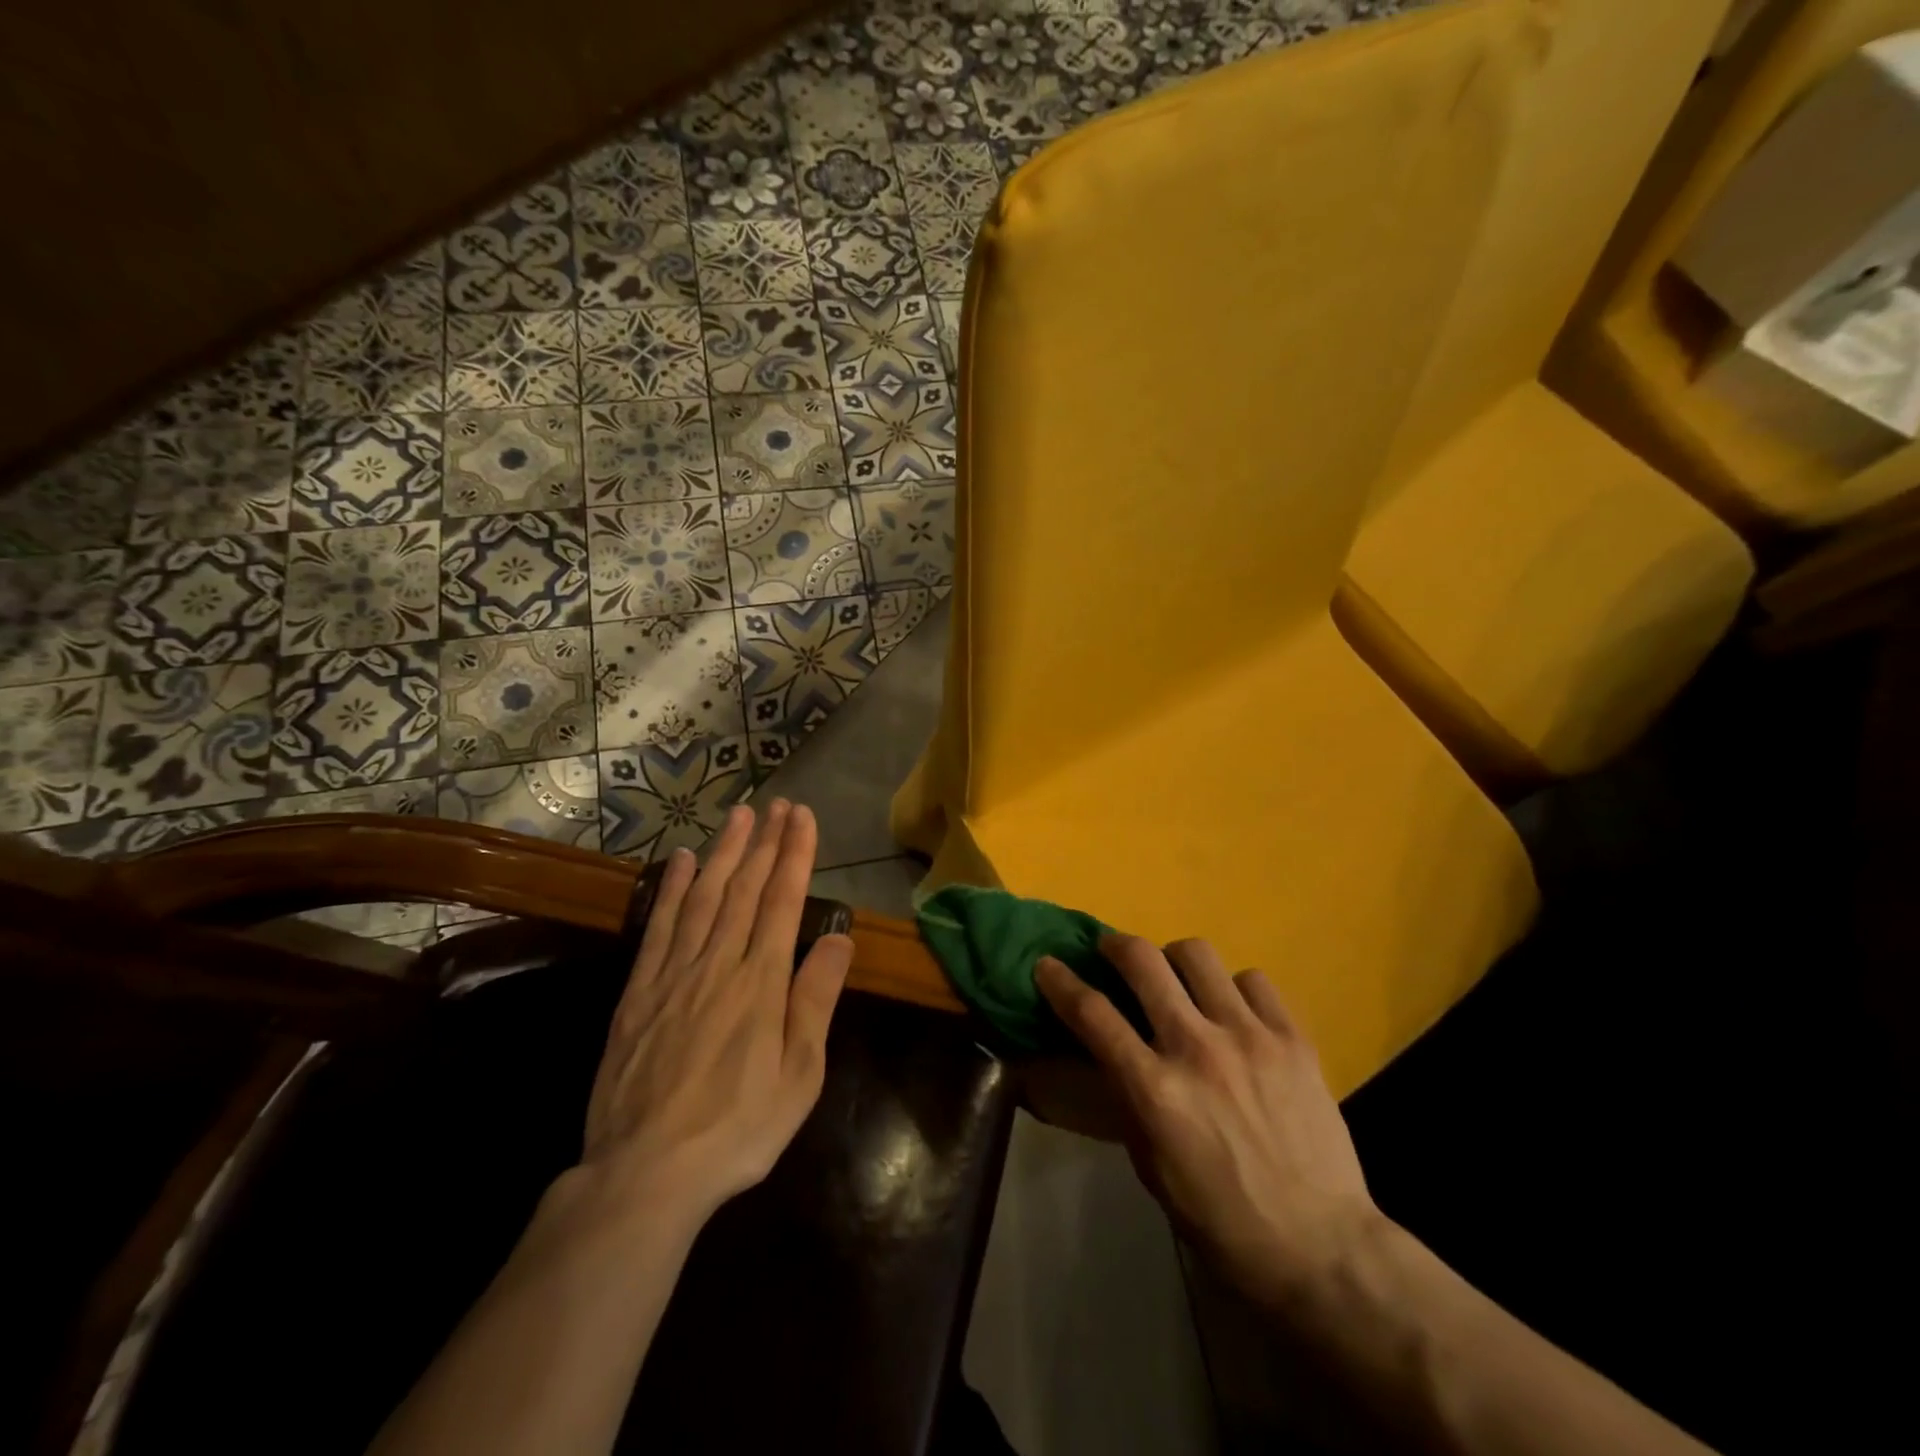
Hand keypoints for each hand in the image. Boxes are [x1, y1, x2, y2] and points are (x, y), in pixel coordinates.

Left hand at [570, 800, 853, 1227]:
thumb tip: (837, 937)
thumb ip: (815, 999)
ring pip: (704, 897)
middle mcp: (718, 963)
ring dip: (725, 853)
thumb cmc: (738, 1127)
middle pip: (745, 889)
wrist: (646, 1172)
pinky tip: (684, 863)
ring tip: (739, 817)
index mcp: (761, 981)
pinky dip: (673, 890)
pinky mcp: (639, 992)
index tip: (802, 817)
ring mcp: (674, 973)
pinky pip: (660, 927)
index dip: (794, 855)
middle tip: (778, 805)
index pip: (783, 901)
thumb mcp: (799, 1074)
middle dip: (765, 843)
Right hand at [1036, 936, 1379, 1307]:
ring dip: (1175, 961)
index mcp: (1155, 1090)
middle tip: (1112, 952)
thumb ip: (1129, 1099)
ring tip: (1179, 981)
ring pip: (1198, 954)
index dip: (1060, 982)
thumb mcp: (1151, 1166)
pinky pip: (1254, 980)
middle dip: (1116, 946)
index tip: (1047, 965)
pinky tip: (1235, 1011)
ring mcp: (1249, 1037)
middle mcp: (1197, 1049)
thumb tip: (1112, 1052)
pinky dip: (1234, 987)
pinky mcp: (1293, 1039)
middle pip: (1143, 961)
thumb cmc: (1221, 1220)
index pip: (1093, 1013)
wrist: (1321, 1248)